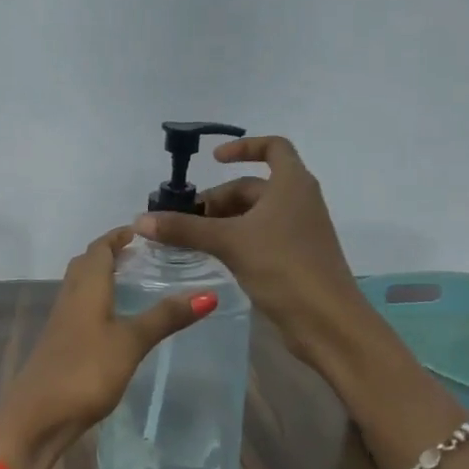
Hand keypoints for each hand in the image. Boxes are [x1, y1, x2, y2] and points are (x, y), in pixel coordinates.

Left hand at [0, 228, 215, 468]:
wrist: (37, 417)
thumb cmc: (85, 371)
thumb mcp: (131, 342)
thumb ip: (165, 317)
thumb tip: (209, 294)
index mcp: (86, 289)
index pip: (99, 249)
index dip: (117, 237)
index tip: (142, 231)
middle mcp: (70, 299)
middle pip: (86, 265)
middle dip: (109, 254)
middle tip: (140, 255)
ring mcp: (61, 324)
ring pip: (80, 288)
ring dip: (101, 278)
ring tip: (131, 283)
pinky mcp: (59, 346)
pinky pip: (79, 311)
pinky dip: (97, 303)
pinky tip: (113, 322)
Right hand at [132, 135, 365, 366]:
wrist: (327, 322)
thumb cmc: (283, 267)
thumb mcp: (230, 243)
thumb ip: (185, 229)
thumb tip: (141, 220)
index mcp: (292, 184)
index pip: (273, 147)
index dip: (243, 147)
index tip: (214, 160)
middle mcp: (299, 201)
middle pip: (254, 187)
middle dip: (219, 199)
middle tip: (186, 220)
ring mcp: (299, 231)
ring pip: (255, 215)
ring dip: (224, 221)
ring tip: (192, 240)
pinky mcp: (295, 258)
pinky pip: (261, 237)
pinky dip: (237, 240)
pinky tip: (215, 257)